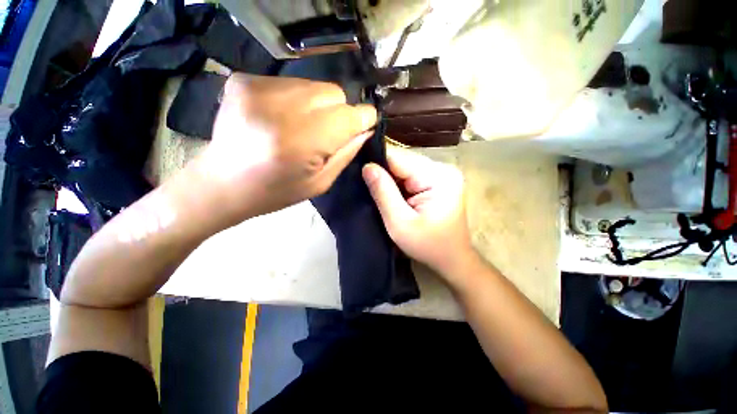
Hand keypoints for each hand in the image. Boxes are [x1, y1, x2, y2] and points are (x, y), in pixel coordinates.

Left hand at [193, 73, 376, 227]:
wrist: (223, 183)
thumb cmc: (276, 191)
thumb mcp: (320, 182)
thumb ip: (347, 153)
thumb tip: (366, 129)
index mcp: (302, 141)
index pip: (350, 115)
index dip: (364, 118)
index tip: (366, 125)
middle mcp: (281, 107)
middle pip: (334, 93)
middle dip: (339, 112)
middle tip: (325, 134)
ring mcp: (259, 88)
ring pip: (315, 85)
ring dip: (318, 106)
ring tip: (301, 127)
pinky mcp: (245, 80)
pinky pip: (291, 83)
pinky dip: (296, 100)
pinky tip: (282, 118)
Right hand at [362, 147, 474, 282]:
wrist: (452, 259)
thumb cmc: (428, 246)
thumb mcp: (400, 223)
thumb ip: (383, 193)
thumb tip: (367, 167)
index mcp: (438, 177)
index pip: (399, 159)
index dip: (377, 164)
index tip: (360, 174)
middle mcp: (443, 169)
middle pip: (403, 161)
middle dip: (385, 174)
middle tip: (368, 187)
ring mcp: (442, 174)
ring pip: (406, 168)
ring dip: (392, 179)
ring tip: (379, 192)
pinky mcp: (438, 181)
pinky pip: (412, 175)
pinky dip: (400, 184)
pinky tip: (393, 194)